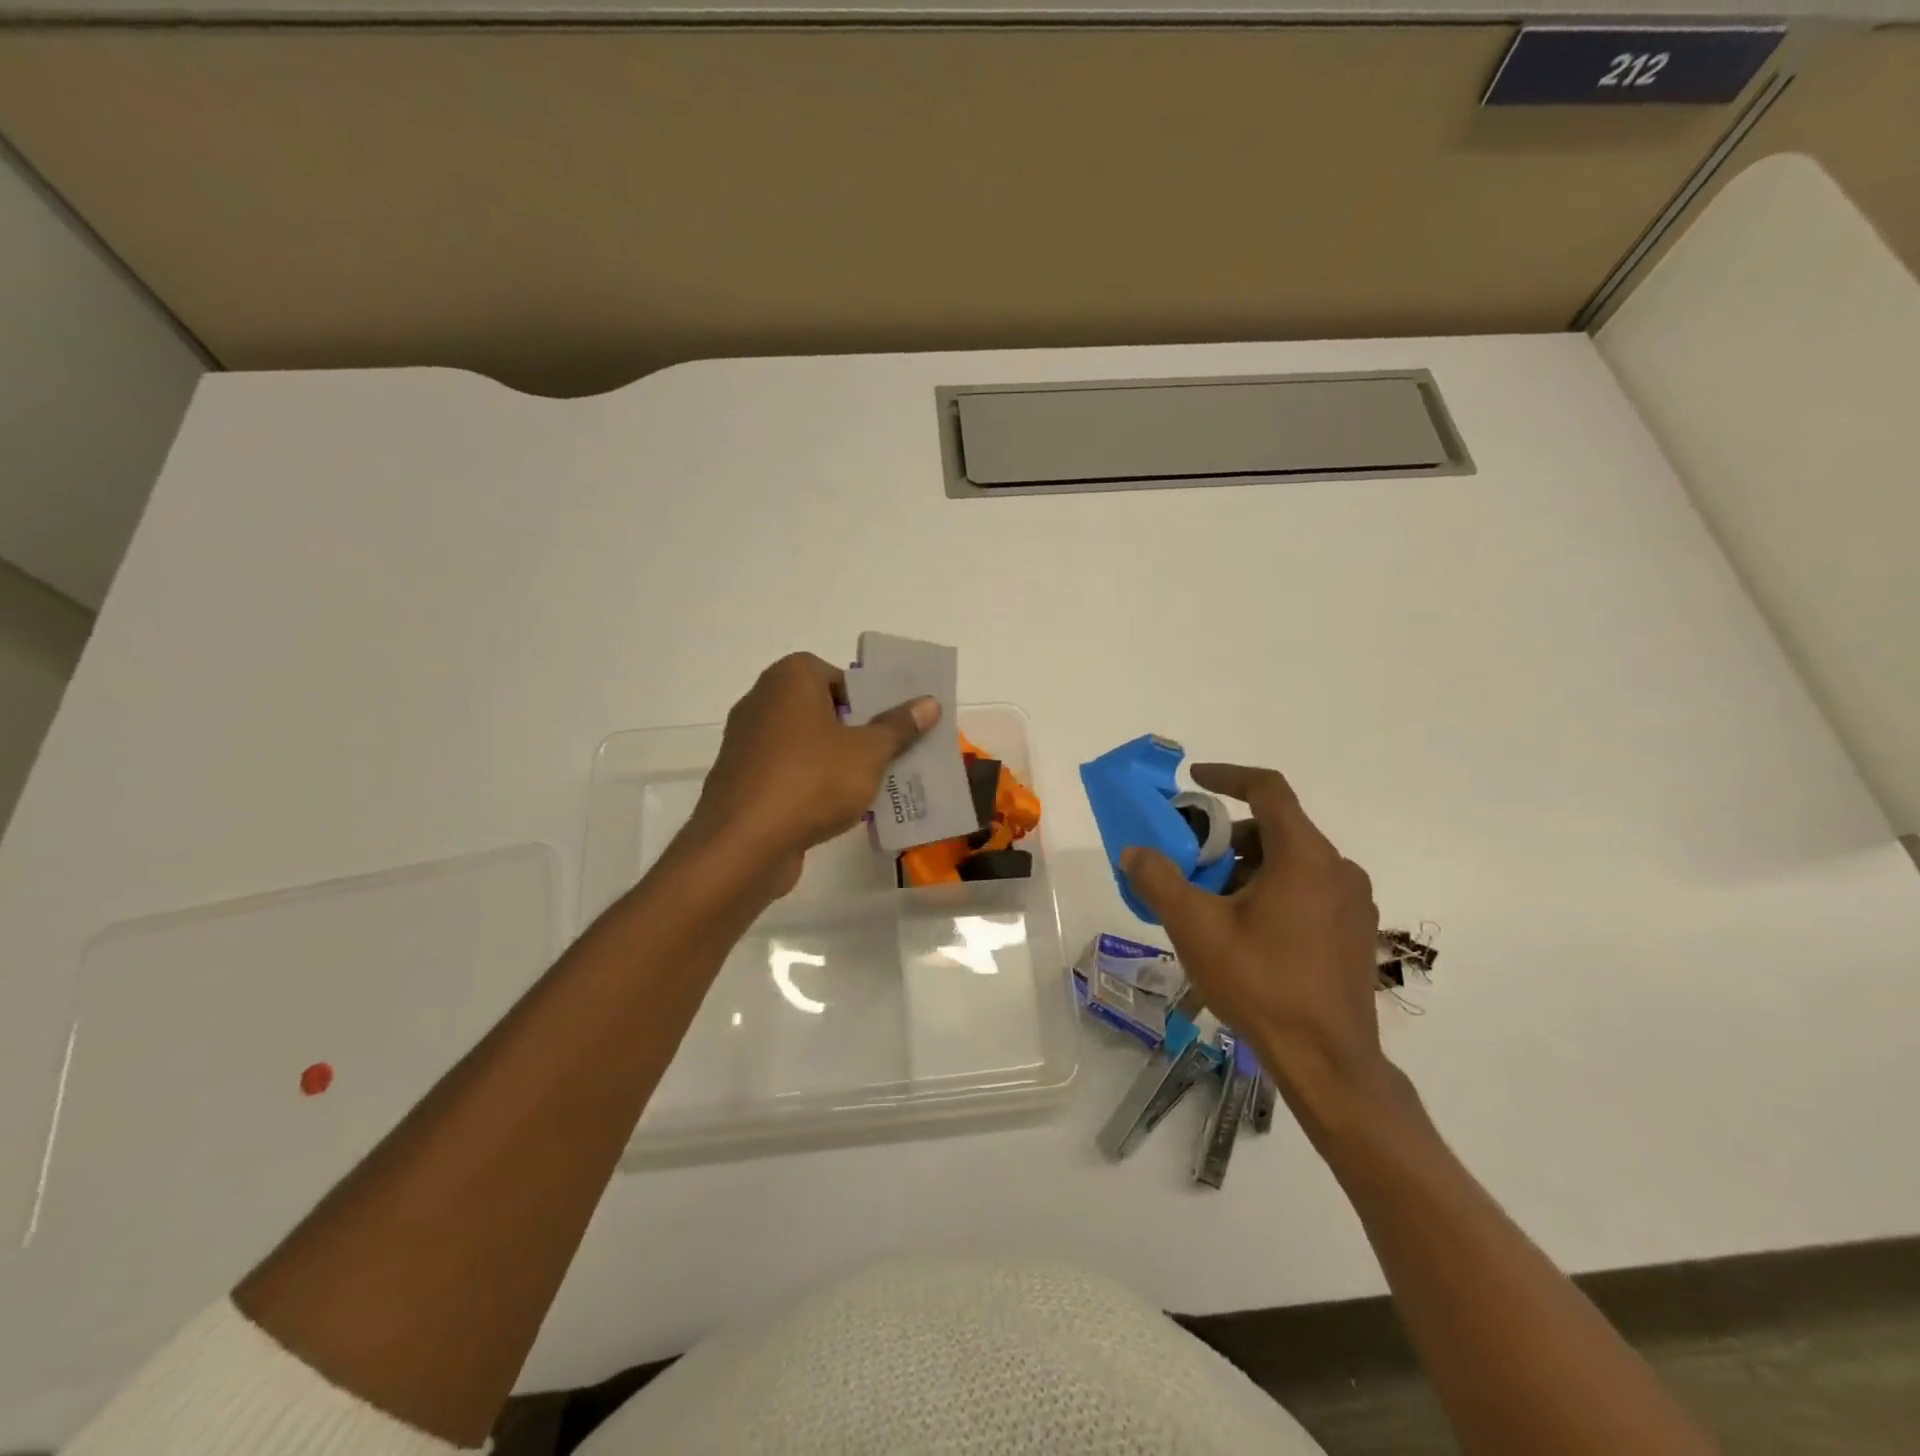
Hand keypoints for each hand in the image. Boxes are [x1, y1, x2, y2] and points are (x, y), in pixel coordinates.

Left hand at [685, 652, 938, 892]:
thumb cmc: (811, 782)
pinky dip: (810, 783)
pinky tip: (837, 809)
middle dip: (854, 730)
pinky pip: (787, 772)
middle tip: (887, 753)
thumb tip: (929, 702)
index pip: (834, 673)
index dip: (864, 696)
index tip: (887, 724)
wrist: (744, 844)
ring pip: (804, 743)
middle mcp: (761, 701)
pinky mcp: (742, 780)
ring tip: (870, 784)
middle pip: (820, 708)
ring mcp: (747, 743)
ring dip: (835, 760)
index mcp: (789, 679)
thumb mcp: (868, 753)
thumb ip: (899, 726)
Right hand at [1121, 764, 1389, 1119]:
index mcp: (1305, 856)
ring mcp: (1353, 903)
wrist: (1328, 1061)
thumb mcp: (1195, 927)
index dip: (1228, 776)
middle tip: (1193, 862)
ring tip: (1213, 903)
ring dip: (1249, 867)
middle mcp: (1337, 869)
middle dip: (1229, 837)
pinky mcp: (1355, 932)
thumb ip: (1159, 880)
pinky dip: (1273, 891)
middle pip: (1276, 829)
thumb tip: (1134, 852)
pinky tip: (1247, 931)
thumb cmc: (1260, 983)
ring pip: (1292, 862)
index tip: (1194, 779)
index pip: (1268, 790)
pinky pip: (1308, 890)